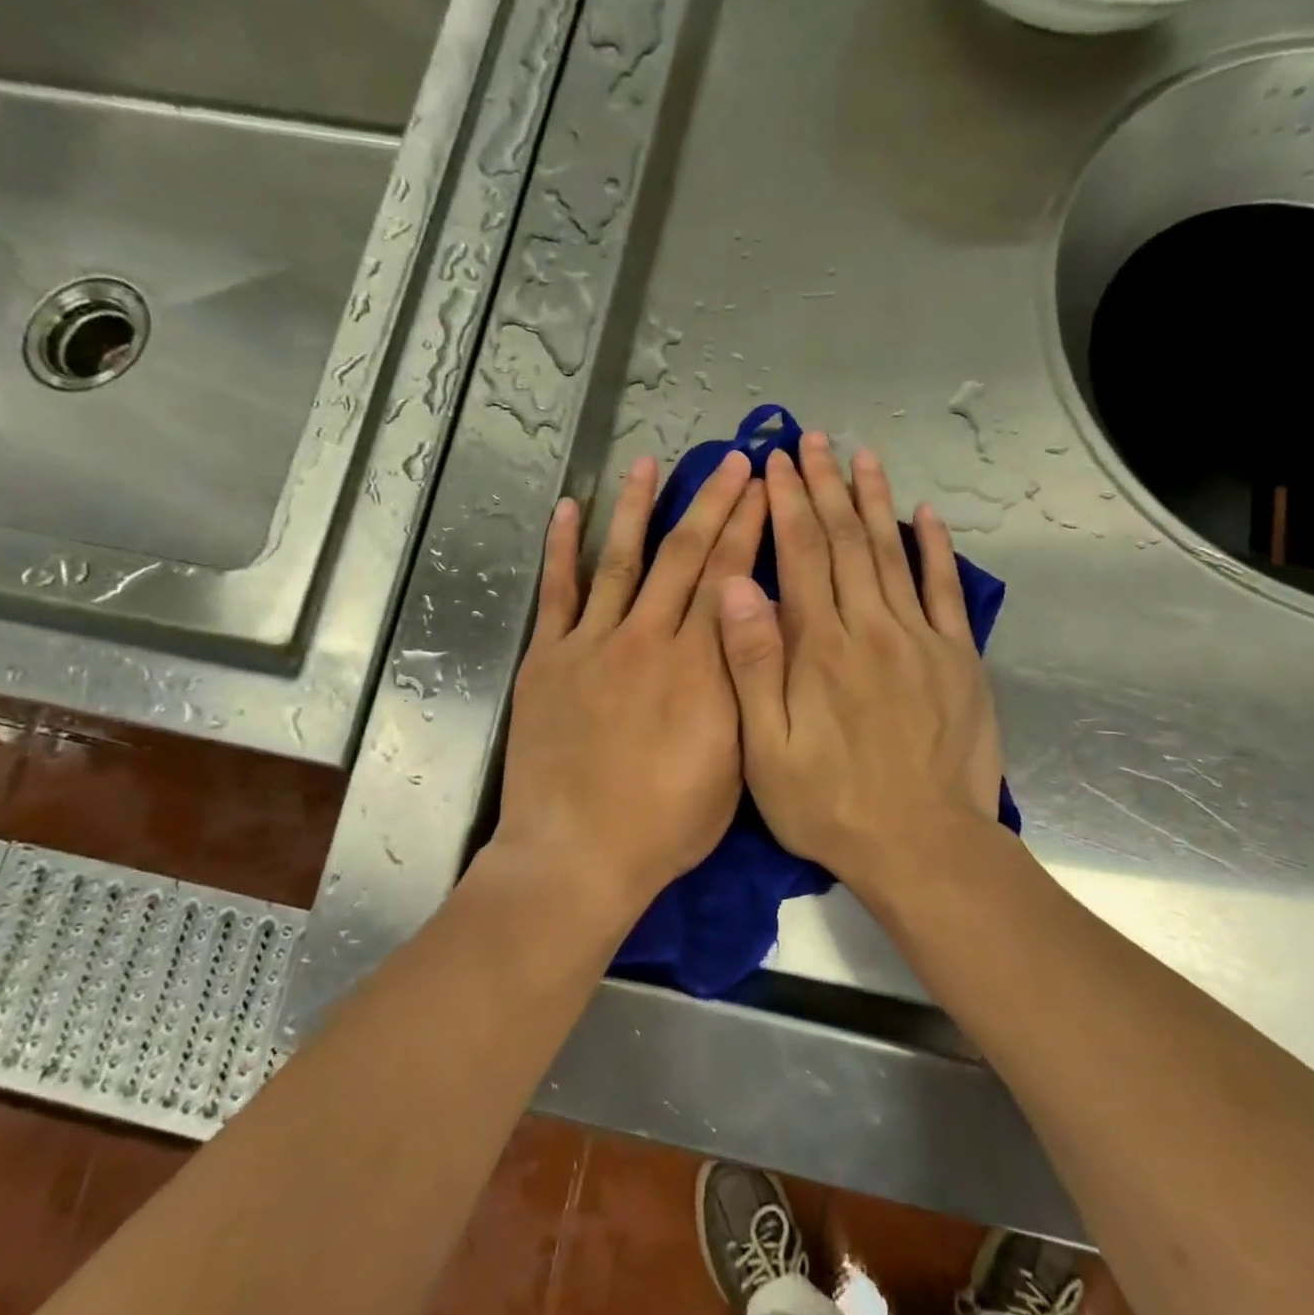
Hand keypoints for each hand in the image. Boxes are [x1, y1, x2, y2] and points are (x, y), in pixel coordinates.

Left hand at [491, 450, 766, 911]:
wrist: (578, 853)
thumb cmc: (666, 824)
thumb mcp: (733, 765)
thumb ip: (742, 691)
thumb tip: (752, 631)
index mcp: (702, 667)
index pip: (731, 579)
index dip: (749, 529)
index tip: (763, 489)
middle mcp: (651, 639)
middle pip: (686, 557)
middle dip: (713, 504)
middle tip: (733, 462)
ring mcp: (594, 644)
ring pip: (622, 560)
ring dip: (638, 508)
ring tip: (651, 462)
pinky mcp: (550, 659)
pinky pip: (557, 593)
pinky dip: (562, 549)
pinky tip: (569, 510)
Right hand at [716, 432, 1002, 900]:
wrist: (922, 845)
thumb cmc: (829, 803)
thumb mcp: (766, 750)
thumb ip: (752, 665)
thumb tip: (736, 587)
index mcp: (819, 647)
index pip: (800, 556)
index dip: (785, 504)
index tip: (773, 464)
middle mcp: (870, 628)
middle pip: (845, 542)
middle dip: (823, 487)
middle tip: (810, 441)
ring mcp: (920, 640)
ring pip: (892, 553)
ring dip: (873, 500)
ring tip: (860, 455)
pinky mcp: (957, 659)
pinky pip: (945, 591)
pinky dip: (935, 548)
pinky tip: (926, 514)